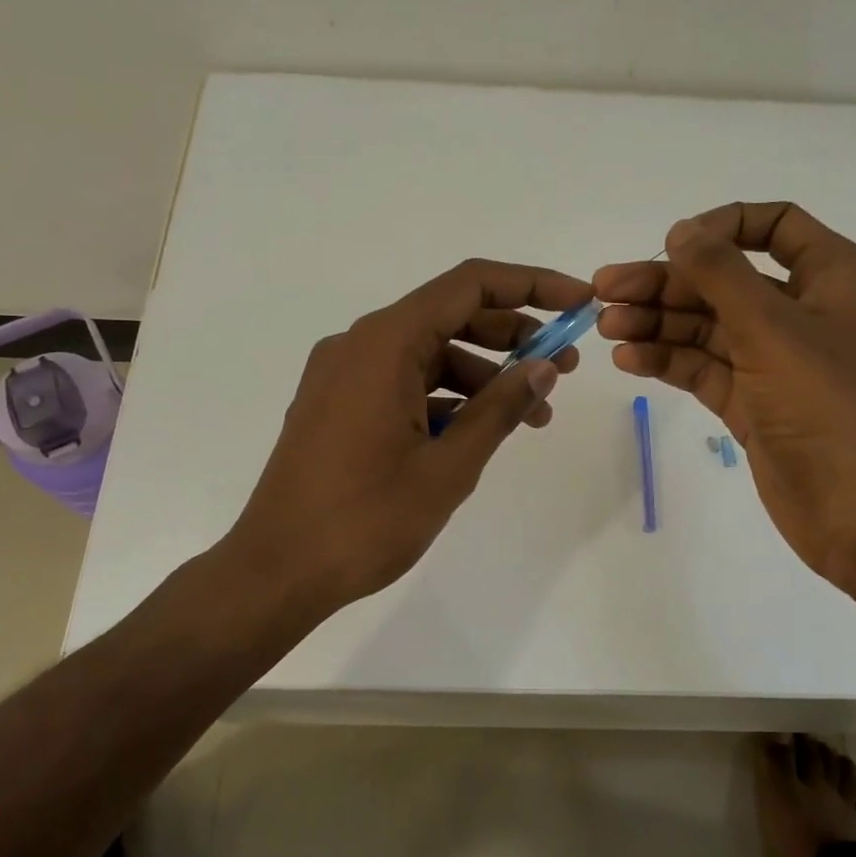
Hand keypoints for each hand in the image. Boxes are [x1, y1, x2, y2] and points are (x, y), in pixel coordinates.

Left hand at [221, 258, 591, 616]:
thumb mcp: (448, 466)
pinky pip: (402, 383)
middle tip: (564, 368)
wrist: (276, 571)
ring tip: (531, 415)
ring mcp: (342, 375)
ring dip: (482, 376)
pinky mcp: (336, 405)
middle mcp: (359, 344)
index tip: (579, 303)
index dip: (531, 285)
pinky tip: (477, 431)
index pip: (469, 285)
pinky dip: (444, 397)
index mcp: (384, 344)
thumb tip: (544, 367)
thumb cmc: (365, 520)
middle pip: (449, 316)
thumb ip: (500, 409)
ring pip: (427, 354)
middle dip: (513, 337)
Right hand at [594, 202, 855, 583]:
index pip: (774, 226)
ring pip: (707, 327)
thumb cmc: (828, 404)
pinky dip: (668, 361)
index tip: (672, 245)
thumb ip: (721, 273)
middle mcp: (802, 312)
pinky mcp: (752, 403)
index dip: (721, 227)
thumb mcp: (773, 327)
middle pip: (725, 281)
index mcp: (830, 277)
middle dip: (665, 284)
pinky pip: (704, 368)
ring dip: (657, 324)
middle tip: (604, 292)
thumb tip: (680, 230)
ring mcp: (775, 362)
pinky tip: (629, 359)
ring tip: (606, 328)